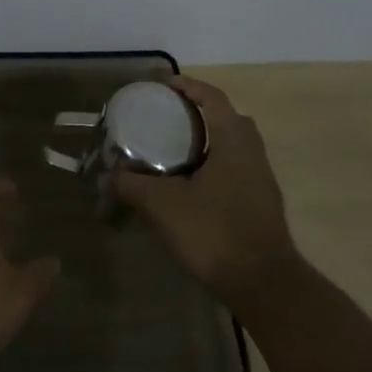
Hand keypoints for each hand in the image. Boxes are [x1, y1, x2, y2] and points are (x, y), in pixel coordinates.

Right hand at [112, 77, 303, 316]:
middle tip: (166, 119)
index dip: (188, 86)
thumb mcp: (163, 205)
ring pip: (231, 147)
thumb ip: (132, 185)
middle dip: (197, 114)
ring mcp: (260, 181)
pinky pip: (233, 170)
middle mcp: (252, 153)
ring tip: (171, 153)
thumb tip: (108, 176)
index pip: (213, 97)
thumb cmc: (215, 231)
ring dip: (205, 143)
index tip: (163, 86)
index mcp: (233, 140)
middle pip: (226, 119)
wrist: (264, 285)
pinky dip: (211, 167)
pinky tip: (187, 187)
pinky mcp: (260, 205)